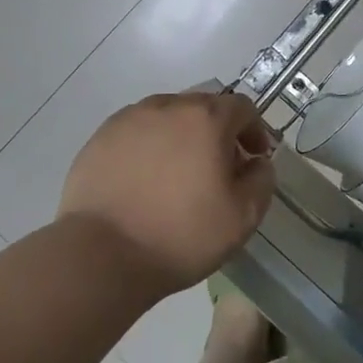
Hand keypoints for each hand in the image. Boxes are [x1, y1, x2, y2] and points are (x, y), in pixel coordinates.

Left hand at [57, 90, 275, 293]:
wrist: (101, 256)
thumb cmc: (180, 235)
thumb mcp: (242, 217)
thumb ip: (261, 180)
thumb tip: (257, 162)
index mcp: (206, 118)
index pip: (242, 107)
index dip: (254, 130)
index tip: (253, 159)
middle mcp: (168, 106)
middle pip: (203, 108)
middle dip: (217, 132)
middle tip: (217, 169)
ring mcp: (129, 119)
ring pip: (167, 117)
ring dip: (181, 136)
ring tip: (177, 175)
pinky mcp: (101, 138)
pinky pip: (136, 132)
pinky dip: (148, 147)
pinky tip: (143, 181)